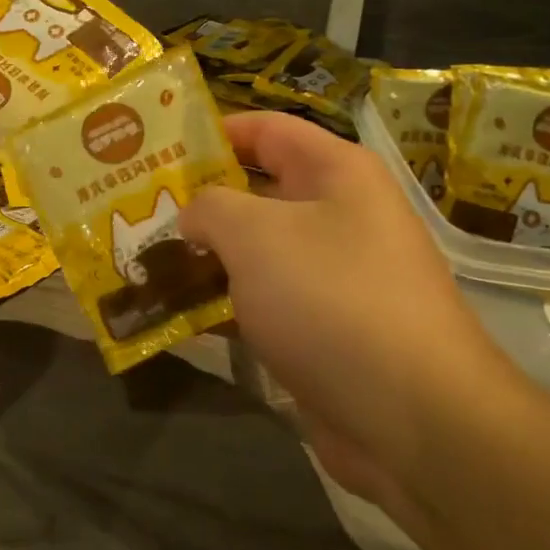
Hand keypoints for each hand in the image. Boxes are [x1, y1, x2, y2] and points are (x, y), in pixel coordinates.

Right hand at [180, 112, 519, 536]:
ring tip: (142, 262)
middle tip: (136, 211)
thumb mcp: (254, 235)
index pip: (265, 130)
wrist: (413, 419)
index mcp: (336, 173)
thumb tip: (193, 218)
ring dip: (203, 258)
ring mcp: (333, 276)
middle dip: (196, 201)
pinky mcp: (323, 329)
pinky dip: (222, 305)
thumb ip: (210, 208)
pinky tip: (175, 315)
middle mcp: (339, 216)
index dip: (211, 132)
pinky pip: (262, 302)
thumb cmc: (331, 299)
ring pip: (255, 253)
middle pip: (255, 192)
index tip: (157, 150)